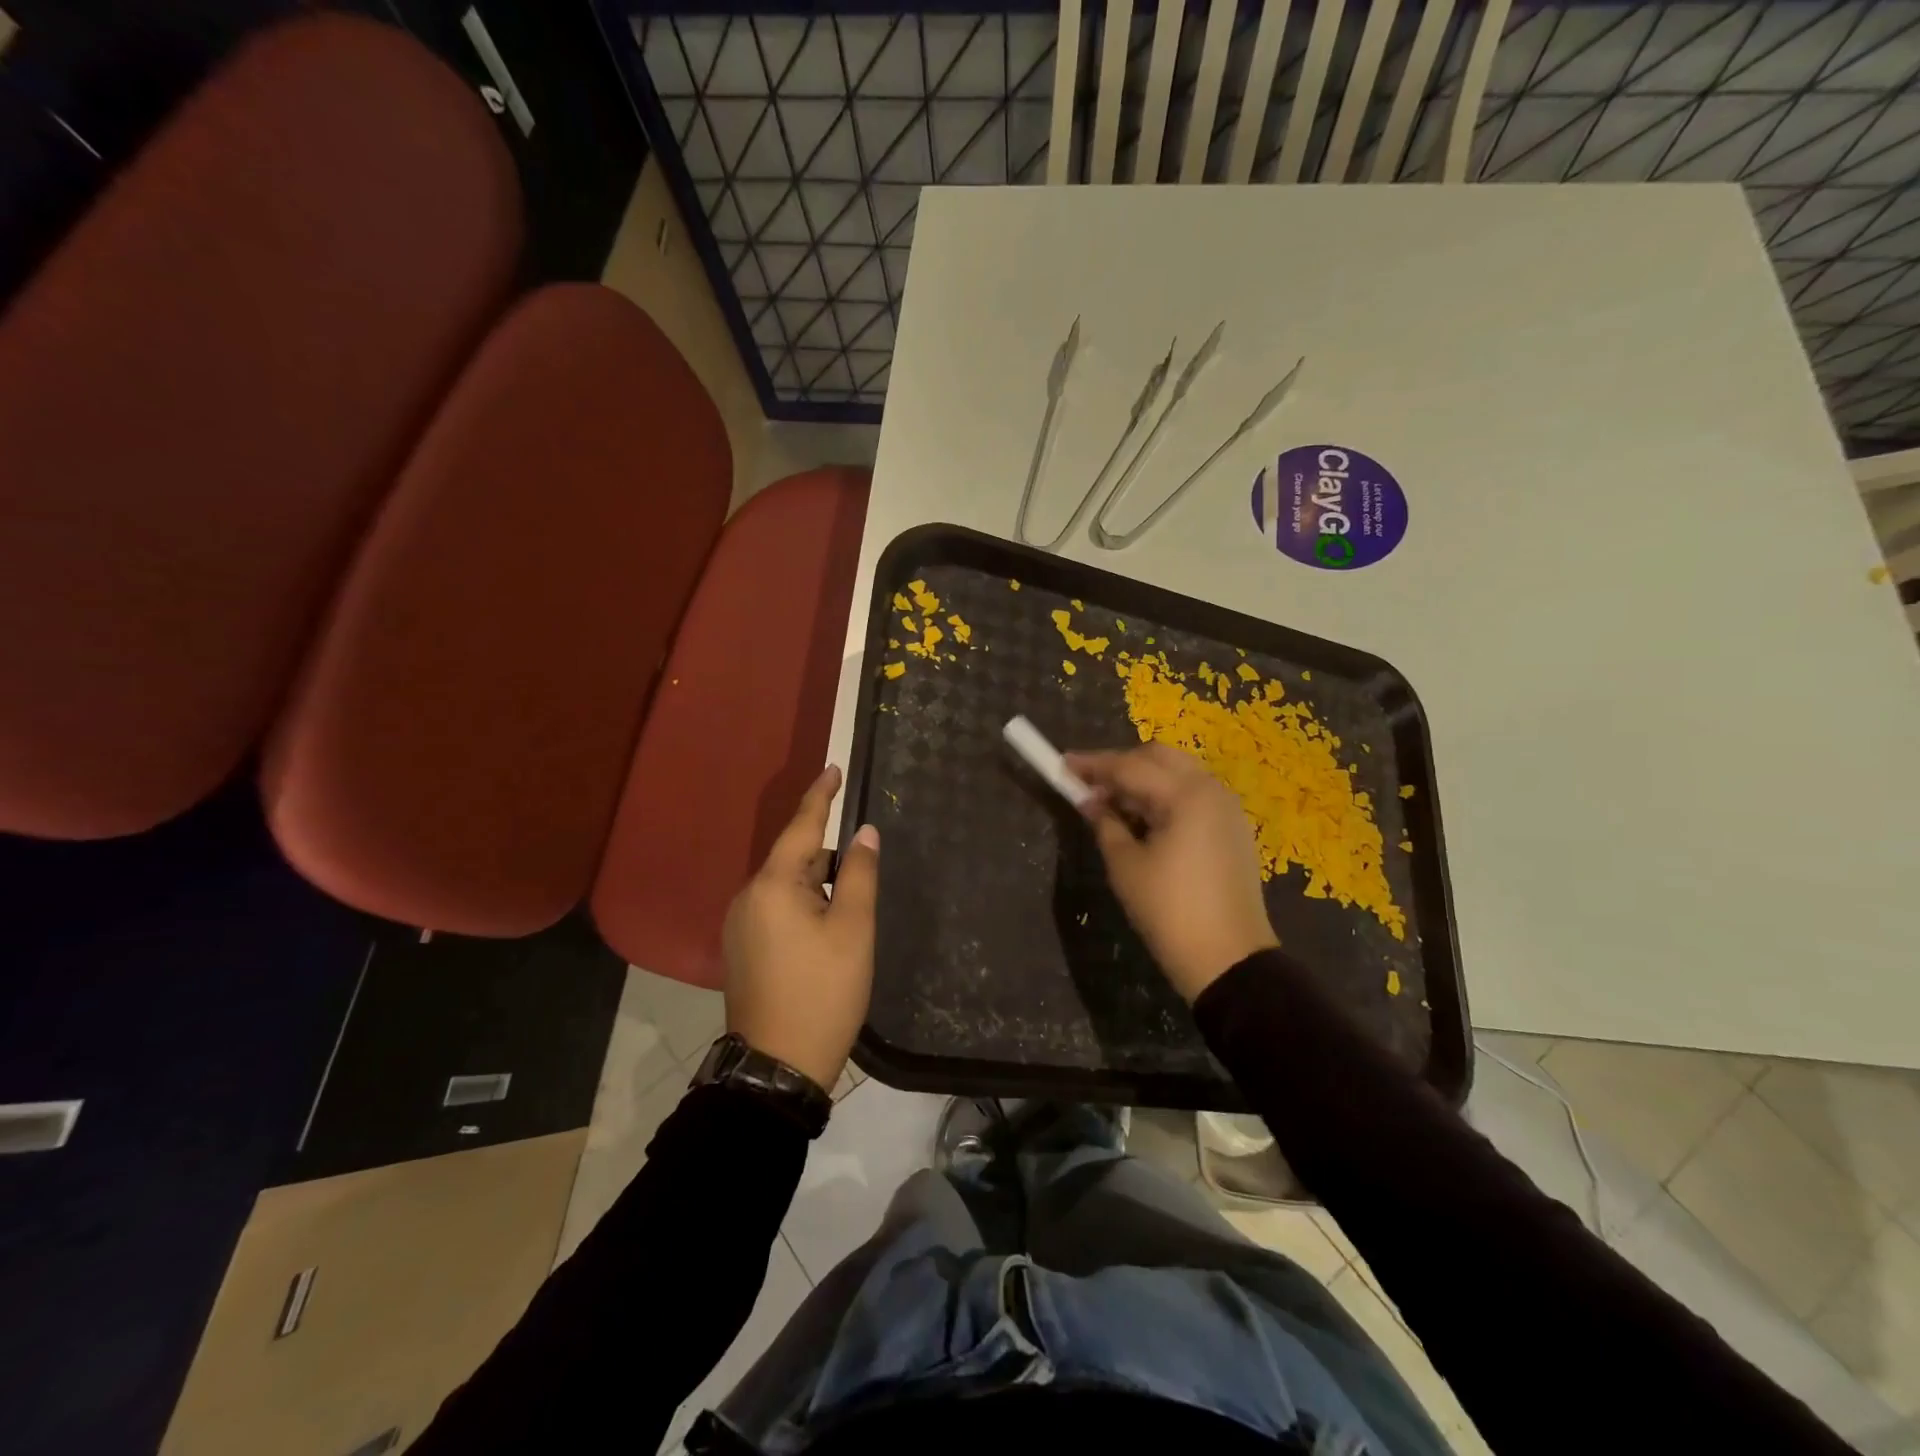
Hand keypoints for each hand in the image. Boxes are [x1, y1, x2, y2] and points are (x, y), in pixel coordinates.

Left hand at [721, 765, 878, 1090]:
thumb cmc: (823, 991)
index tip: (834, 767)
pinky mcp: (741, 950)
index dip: (820, 796)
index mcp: (772, 885)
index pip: (801, 826)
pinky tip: (824, 940)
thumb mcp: (852, 929)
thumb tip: (863, 832)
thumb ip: (858, 873)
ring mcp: (740, 926)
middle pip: (795, 860)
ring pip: (787, 888)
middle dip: (829, 863)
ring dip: (817, 891)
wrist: (777, 1066)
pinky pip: (776, 911)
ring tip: (847, 926)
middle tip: (861, 891)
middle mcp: (747, 897)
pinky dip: (803, 910)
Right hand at [1066, 743, 1277, 1001]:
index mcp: (1186, 795)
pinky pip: (1193, 796)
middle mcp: (1212, 790)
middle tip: (1090, 786)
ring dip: (1144, 780)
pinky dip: (1165, 797)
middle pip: (1160, 757)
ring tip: (1112, 805)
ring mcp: (1227, 809)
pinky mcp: (1232, 829)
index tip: (1062, 765)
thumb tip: (1089, 800)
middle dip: (1122, 765)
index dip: (1092, 765)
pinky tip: (1143, 820)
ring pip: (1178, 774)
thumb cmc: (1169, 911)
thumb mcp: (1126, 866)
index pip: (1130, 766)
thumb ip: (1105, 823)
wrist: (1228, 959)